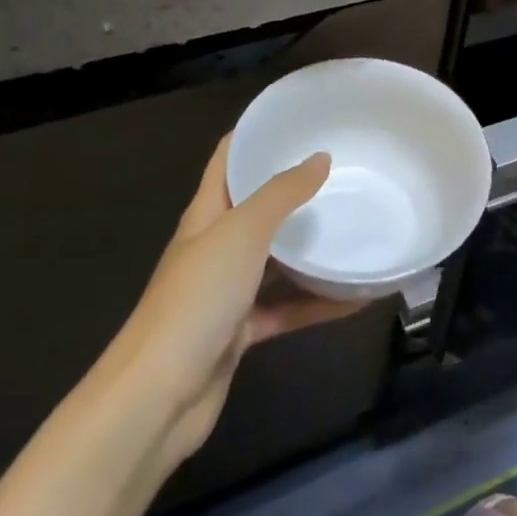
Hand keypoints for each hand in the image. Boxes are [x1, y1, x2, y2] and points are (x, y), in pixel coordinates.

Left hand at [107, 136, 364, 477]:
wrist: (158, 398)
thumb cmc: (197, 299)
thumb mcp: (242, 233)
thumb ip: (281, 194)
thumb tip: (320, 158)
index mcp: (206, 214)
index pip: (228, 159)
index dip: (255, 133)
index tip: (298, 117)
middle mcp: (214, 247)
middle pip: (256, 207)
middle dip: (294, 189)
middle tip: (343, 170)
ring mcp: (227, 291)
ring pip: (276, 260)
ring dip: (311, 249)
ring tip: (356, 226)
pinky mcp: (241, 331)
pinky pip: (287, 307)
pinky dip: (318, 303)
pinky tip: (358, 296)